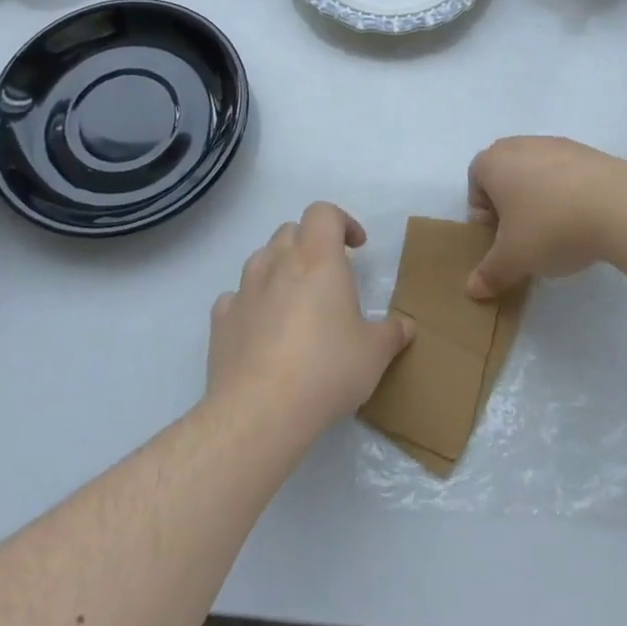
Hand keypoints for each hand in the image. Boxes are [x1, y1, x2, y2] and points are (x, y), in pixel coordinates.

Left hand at [207, 202, 413, 438]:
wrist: (259, 412)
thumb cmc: (327, 370)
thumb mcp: (374, 353)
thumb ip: (392, 333)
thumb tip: (405, 326)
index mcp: (318, 259)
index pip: (323, 213)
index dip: (342, 222)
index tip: (356, 247)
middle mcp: (277, 264)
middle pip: (291, 231)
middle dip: (311, 244)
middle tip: (329, 275)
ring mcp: (244, 291)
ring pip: (261, 259)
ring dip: (279, 269)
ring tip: (295, 301)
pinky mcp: (220, 321)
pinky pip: (236, 298)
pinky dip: (252, 303)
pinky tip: (263, 330)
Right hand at [465, 136, 622, 298]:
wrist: (620, 206)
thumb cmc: (550, 227)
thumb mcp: (514, 259)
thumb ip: (490, 273)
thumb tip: (472, 290)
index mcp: (494, 161)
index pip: (475, 182)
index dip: (483, 214)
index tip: (500, 239)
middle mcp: (521, 144)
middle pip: (506, 176)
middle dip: (511, 206)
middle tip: (524, 237)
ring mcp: (558, 145)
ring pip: (538, 174)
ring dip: (541, 200)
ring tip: (558, 232)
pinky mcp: (590, 152)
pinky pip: (567, 174)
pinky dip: (568, 194)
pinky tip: (583, 220)